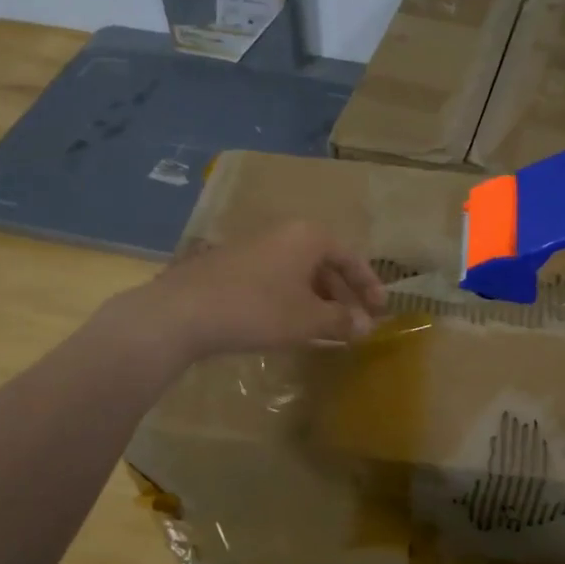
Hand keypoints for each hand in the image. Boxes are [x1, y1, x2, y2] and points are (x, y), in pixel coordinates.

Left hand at [116, 221, 385, 363]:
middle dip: (343, 296)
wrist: (184, 311)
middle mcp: (284, 234)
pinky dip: (292, 300)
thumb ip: (342, 321)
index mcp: (309, 237)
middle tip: (355, 324)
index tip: (381, 312)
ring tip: (326, 329)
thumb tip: (366, 327)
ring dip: (318, 300)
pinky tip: (290, 325)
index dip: (369, 286)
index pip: (351, 258)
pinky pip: (276, 280)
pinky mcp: (232, 266)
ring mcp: (255, 248)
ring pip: (299, 273)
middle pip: (325, 264)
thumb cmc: (258, 309)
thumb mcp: (308, 319)